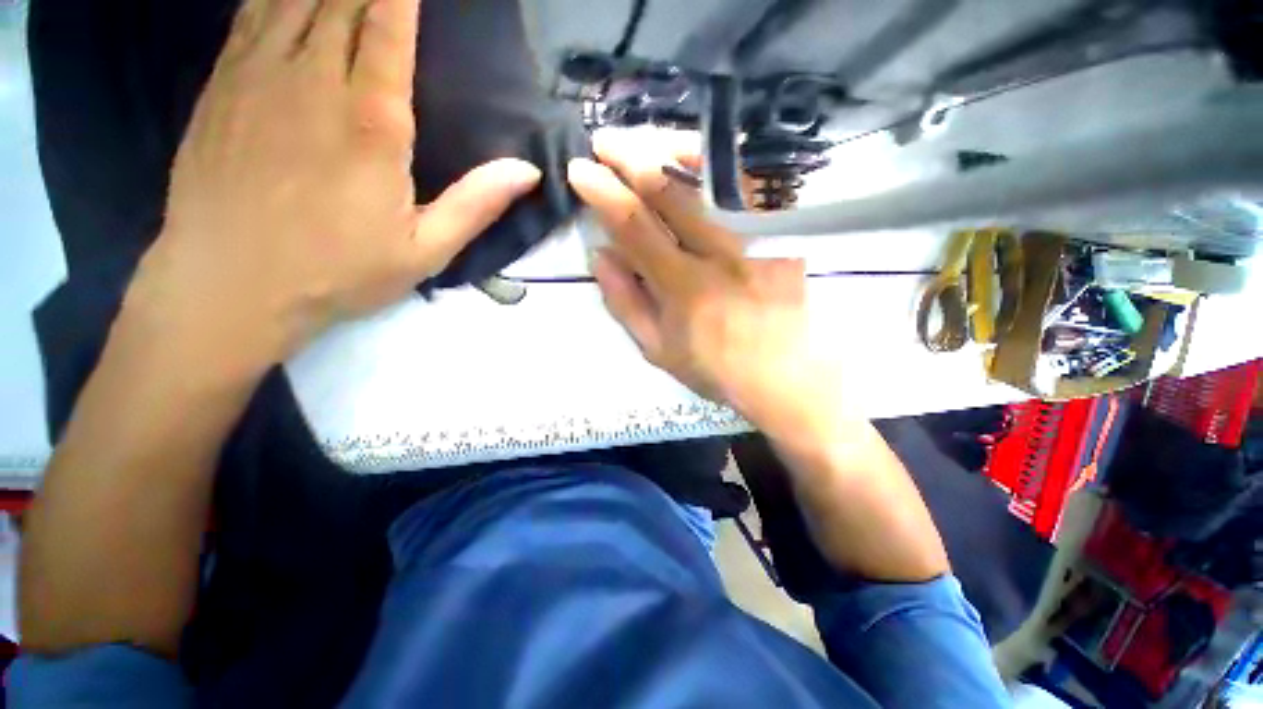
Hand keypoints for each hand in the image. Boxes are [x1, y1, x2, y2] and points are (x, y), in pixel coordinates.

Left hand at [123, 0, 540, 378]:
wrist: (229, 287)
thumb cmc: (337, 272)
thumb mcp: (425, 250)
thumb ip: (476, 204)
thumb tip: (528, 171)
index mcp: (371, 122)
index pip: (388, 27)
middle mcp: (313, 81)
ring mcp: (257, 77)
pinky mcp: (221, 87)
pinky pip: (249, 15)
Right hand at [567, 131, 847, 435]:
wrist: (786, 378)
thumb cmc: (716, 369)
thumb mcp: (658, 349)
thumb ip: (625, 303)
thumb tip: (600, 255)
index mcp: (684, 288)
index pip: (636, 228)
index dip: (604, 195)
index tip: (581, 171)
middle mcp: (720, 255)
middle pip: (671, 192)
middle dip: (631, 158)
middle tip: (604, 141)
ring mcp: (757, 240)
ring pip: (710, 180)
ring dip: (671, 152)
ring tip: (645, 139)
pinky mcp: (783, 237)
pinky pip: (746, 188)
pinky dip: (717, 167)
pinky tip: (697, 157)